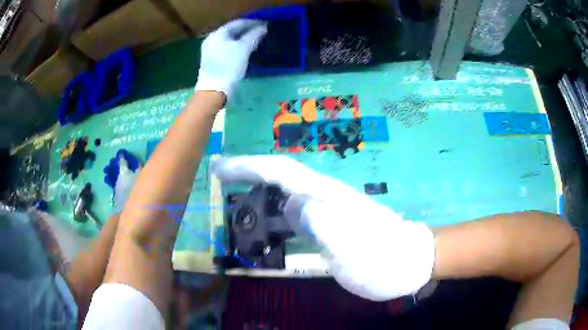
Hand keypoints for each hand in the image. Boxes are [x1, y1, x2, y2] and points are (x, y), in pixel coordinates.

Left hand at [195, 19, 267, 100]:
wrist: (213, 91)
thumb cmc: (228, 66)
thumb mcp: (243, 49)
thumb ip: (254, 36)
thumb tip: (263, 27)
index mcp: (217, 34)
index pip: (237, 23)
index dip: (252, 22)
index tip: (265, 24)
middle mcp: (211, 40)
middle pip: (232, 31)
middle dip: (247, 31)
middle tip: (261, 32)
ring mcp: (210, 51)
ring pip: (229, 40)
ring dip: (243, 39)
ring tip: (256, 41)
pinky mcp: (212, 61)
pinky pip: (226, 48)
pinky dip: (237, 47)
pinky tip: (245, 51)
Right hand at [211, 155, 434, 300]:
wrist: (410, 262)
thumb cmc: (383, 259)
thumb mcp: (352, 247)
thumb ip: (321, 222)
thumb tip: (291, 203)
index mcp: (327, 196)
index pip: (281, 171)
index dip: (247, 166)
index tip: (219, 167)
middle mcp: (326, 196)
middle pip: (280, 176)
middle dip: (248, 173)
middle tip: (220, 179)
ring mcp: (329, 210)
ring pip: (286, 193)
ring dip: (258, 191)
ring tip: (234, 200)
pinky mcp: (331, 224)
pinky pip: (295, 213)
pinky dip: (274, 213)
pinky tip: (266, 223)